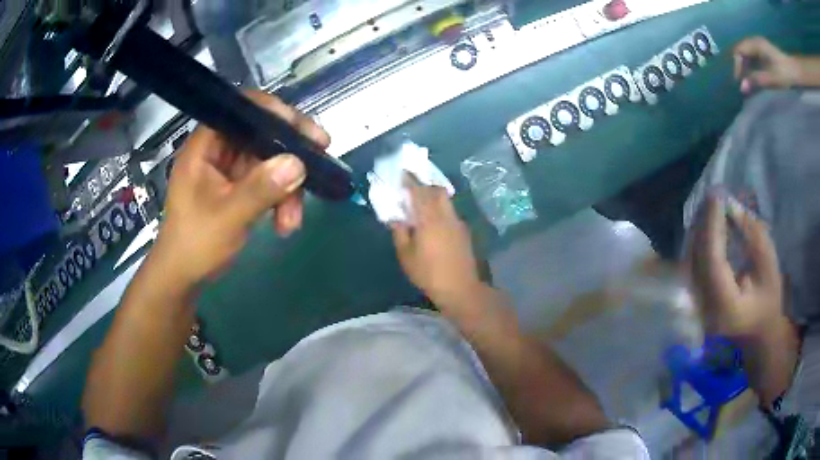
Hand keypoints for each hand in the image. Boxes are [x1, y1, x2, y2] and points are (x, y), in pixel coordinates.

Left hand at [152, 91, 330, 287]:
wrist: (184, 277)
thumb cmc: (194, 244)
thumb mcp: (228, 217)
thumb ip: (260, 188)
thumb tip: (298, 163)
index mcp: (205, 145)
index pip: (242, 110)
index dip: (275, 113)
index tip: (304, 131)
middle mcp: (219, 150)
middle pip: (262, 135)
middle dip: (289, 157)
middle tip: (319, 166)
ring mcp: (230, 169)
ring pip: (270, 162)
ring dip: (287, 188)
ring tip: (292, 221)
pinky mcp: (239, 187)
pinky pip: (268, 182)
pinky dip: (281, 200)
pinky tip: (285, 224)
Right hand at [391, 177, 481, 305]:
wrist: (460, 288)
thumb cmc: (428, 274)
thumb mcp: (406, 256)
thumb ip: (400, 234)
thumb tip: (396, 219)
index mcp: (429, 220)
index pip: (419, 192)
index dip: (410, 181)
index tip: (403, 173)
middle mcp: (445, 216)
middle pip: (438, 191)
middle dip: (426, 186)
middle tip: (413, 189)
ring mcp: (457, 223)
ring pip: (446, 201)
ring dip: (434, 198)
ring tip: (422, 206)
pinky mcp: (464, 232)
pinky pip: (450, 213)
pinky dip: (441, 210)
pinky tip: (434, 224)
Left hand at [687, 195, 783, 337]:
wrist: (759, 333)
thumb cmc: (770, 301)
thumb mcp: (769, 265)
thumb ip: (752, 234)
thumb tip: (731, 205)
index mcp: (726, 307)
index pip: (713, 260)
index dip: (712, 224)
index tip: (717, 195)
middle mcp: (705, 309)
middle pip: (698, 258)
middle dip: (704, 222)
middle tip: (713, 193)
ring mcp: (697, 306)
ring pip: (691, 259)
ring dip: (700, 228)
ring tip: (711, 203)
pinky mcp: (696, 299)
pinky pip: (693, 264)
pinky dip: (700, 240)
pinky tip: (708, 223)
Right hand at [734, 37, 800, 93]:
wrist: (793, 71)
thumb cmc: (784, 74)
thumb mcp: (772, 79)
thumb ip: (757, 81)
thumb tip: (742, 88)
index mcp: (755, 44)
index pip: (739, 51)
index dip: (737, 65)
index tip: (739, 81)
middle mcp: (755, 41)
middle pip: (742, 50)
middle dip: (740, 66)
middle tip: (742, 82)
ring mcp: (760, 45)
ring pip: (747, 53)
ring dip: (746, 66)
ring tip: (748, 80)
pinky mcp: (764, 51)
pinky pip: (753, 55)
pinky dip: (751, 64)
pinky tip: (754, 74)